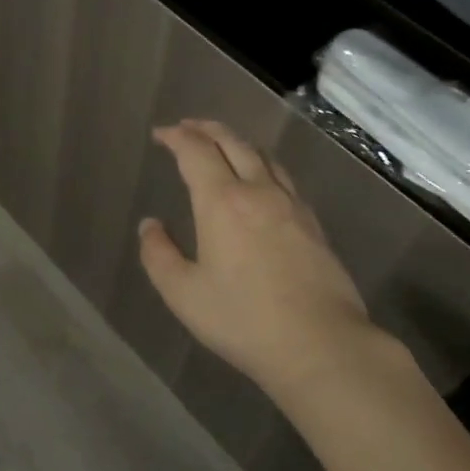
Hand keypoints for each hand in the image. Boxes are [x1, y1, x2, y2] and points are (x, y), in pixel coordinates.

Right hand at [139, 120, 384, 400]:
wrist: (319, 342)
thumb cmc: (243, 319)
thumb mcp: (184, 294)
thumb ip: (159, 255)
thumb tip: (150, 225)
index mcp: (222, 201)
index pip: (196, 151)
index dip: (176, 136)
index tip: (161, 134)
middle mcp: (258, 190)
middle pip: (232, 142)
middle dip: (206, 129)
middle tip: (188, 128)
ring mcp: (291, 204)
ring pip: (262, 155)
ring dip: (237, 142)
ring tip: (223, 146)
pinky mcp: (313, 222)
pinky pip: (283, 177)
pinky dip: (262, 164)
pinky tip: (262, 181)